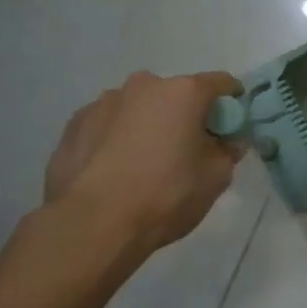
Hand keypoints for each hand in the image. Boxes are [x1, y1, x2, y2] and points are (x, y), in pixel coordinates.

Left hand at [43, 71, 244, 252]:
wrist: (93, 224)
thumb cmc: (165, 195)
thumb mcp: (216, 178)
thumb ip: (228, 151)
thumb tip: (227, 141)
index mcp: (183, 92)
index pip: (221, 83)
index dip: (232, 103)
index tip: (231, 126)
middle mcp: (143, 85)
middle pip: (175, 94)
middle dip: (185, 116)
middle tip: (187, 150)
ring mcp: (103, 102)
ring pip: (138, 108)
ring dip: (148, 125)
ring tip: (145, 164)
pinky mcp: (74, 124)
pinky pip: (108, 125)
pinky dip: (117, 138)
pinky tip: (115, 170)